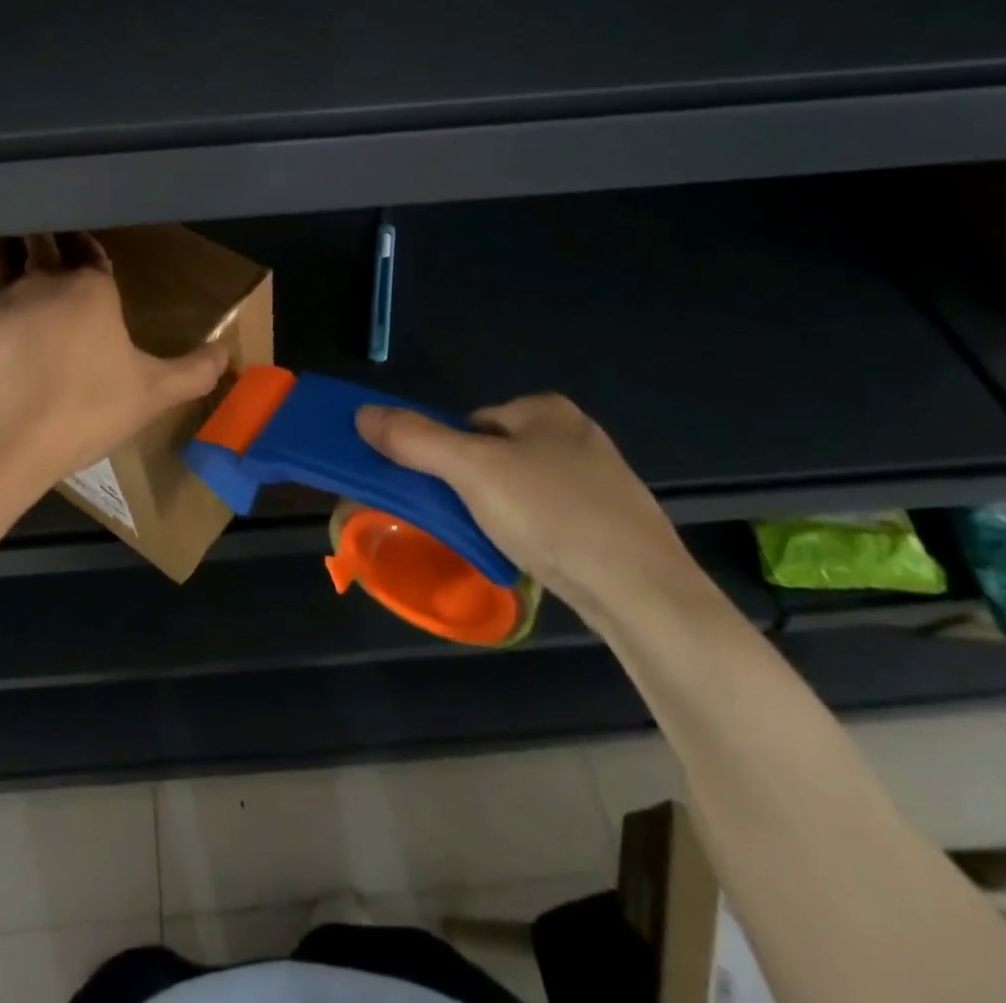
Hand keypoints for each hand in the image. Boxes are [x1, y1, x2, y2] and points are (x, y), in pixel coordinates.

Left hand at [0, 234, 230, 488]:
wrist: (6, 441)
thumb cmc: (85, 409)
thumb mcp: (153, 394)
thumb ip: (194, 371)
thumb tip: (228, 354)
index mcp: (89, 288)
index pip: (90, 250)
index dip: (88, 244)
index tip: (86, 241)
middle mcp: (42, 281)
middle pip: (41, 242)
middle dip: (44, 233)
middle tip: (43, 227)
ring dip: (1, 246)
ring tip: (2, 239)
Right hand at [356, 393, 699, 620]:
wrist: (644, 594)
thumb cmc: (553, 515)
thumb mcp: (471, 471)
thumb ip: (414, 439)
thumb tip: (361, 414)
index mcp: (546, 410)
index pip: (470, 422)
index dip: (447, 455)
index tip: (443, 491)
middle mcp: (577, 435)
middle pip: (494, 454)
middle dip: (473, 485)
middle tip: (464, 519)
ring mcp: (601, 481)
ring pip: (521, 488)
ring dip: (499, 511)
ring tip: (496, 543)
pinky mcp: (614, 523)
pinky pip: (550, 517)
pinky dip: (531, 533)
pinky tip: (530, 557)